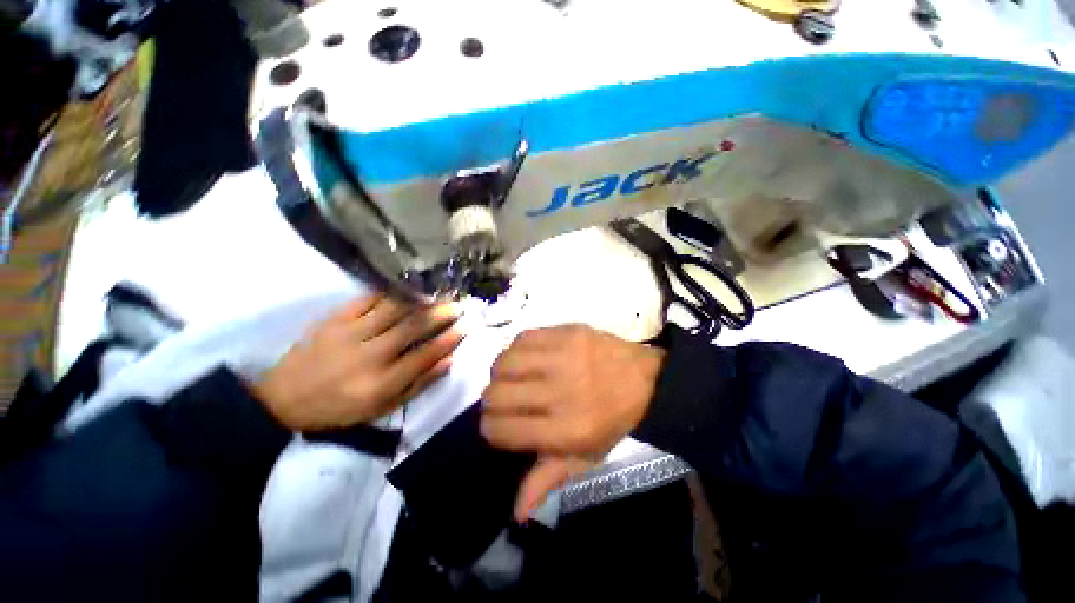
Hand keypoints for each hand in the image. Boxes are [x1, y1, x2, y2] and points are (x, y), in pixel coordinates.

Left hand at [254, 294, 462, 430]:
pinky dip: (391, 292)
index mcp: (381, 382)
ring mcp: (349, 333)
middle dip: (441, 313)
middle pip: (413, 327)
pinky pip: (367, 299)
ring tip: (438, 292)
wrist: (284, 399)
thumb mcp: (382, 407)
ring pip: (394, 309)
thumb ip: (418, 384)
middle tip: (458, 303)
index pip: (426, 354)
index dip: (450, 338)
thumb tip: (448, 360)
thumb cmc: (340, 408)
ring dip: (420, 299)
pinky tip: (406, 288)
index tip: (467, 325)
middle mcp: (369, 355)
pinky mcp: (334, 319)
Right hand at [480, 325, 664, 520]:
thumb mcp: (586, 458)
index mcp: (566, 430)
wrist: (645, 380)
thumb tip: (516, 513)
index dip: (490, 429)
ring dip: (500, 372)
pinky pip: (523, 337)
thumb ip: (549, 479)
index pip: (501, 429)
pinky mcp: (568, 332)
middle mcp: (561, 392)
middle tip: (502, 399)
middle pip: (496, 395)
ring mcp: (564, 357)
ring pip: (504, 362)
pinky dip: (517, 348)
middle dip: (491, 401)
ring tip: (511, 375)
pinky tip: (527, 356)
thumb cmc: (613, 422)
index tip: (497, 424)